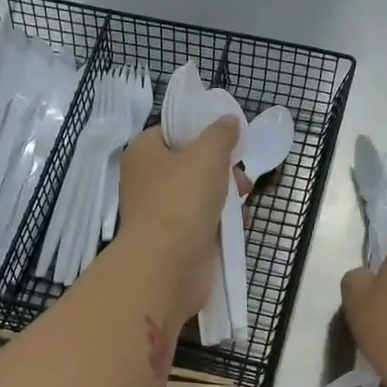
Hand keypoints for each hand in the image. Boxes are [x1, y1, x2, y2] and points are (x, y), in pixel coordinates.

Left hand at [116, 119, 246, 321]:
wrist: (168, 265)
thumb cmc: (182, 200)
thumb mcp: (208, 154)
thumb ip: (221, 134)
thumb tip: (228, 121)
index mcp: (143, 152)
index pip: (172, 131)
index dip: (201, 132)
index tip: (229, 141)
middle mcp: (145, 180)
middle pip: (189, 163)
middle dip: (220, 168)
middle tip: (241, 178)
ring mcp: (157, 212)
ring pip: (197, 194)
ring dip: (223, 196)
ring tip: (243, 203)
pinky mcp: (171, 239)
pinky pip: (199, 221)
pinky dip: (218, 221)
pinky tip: (237, 226)